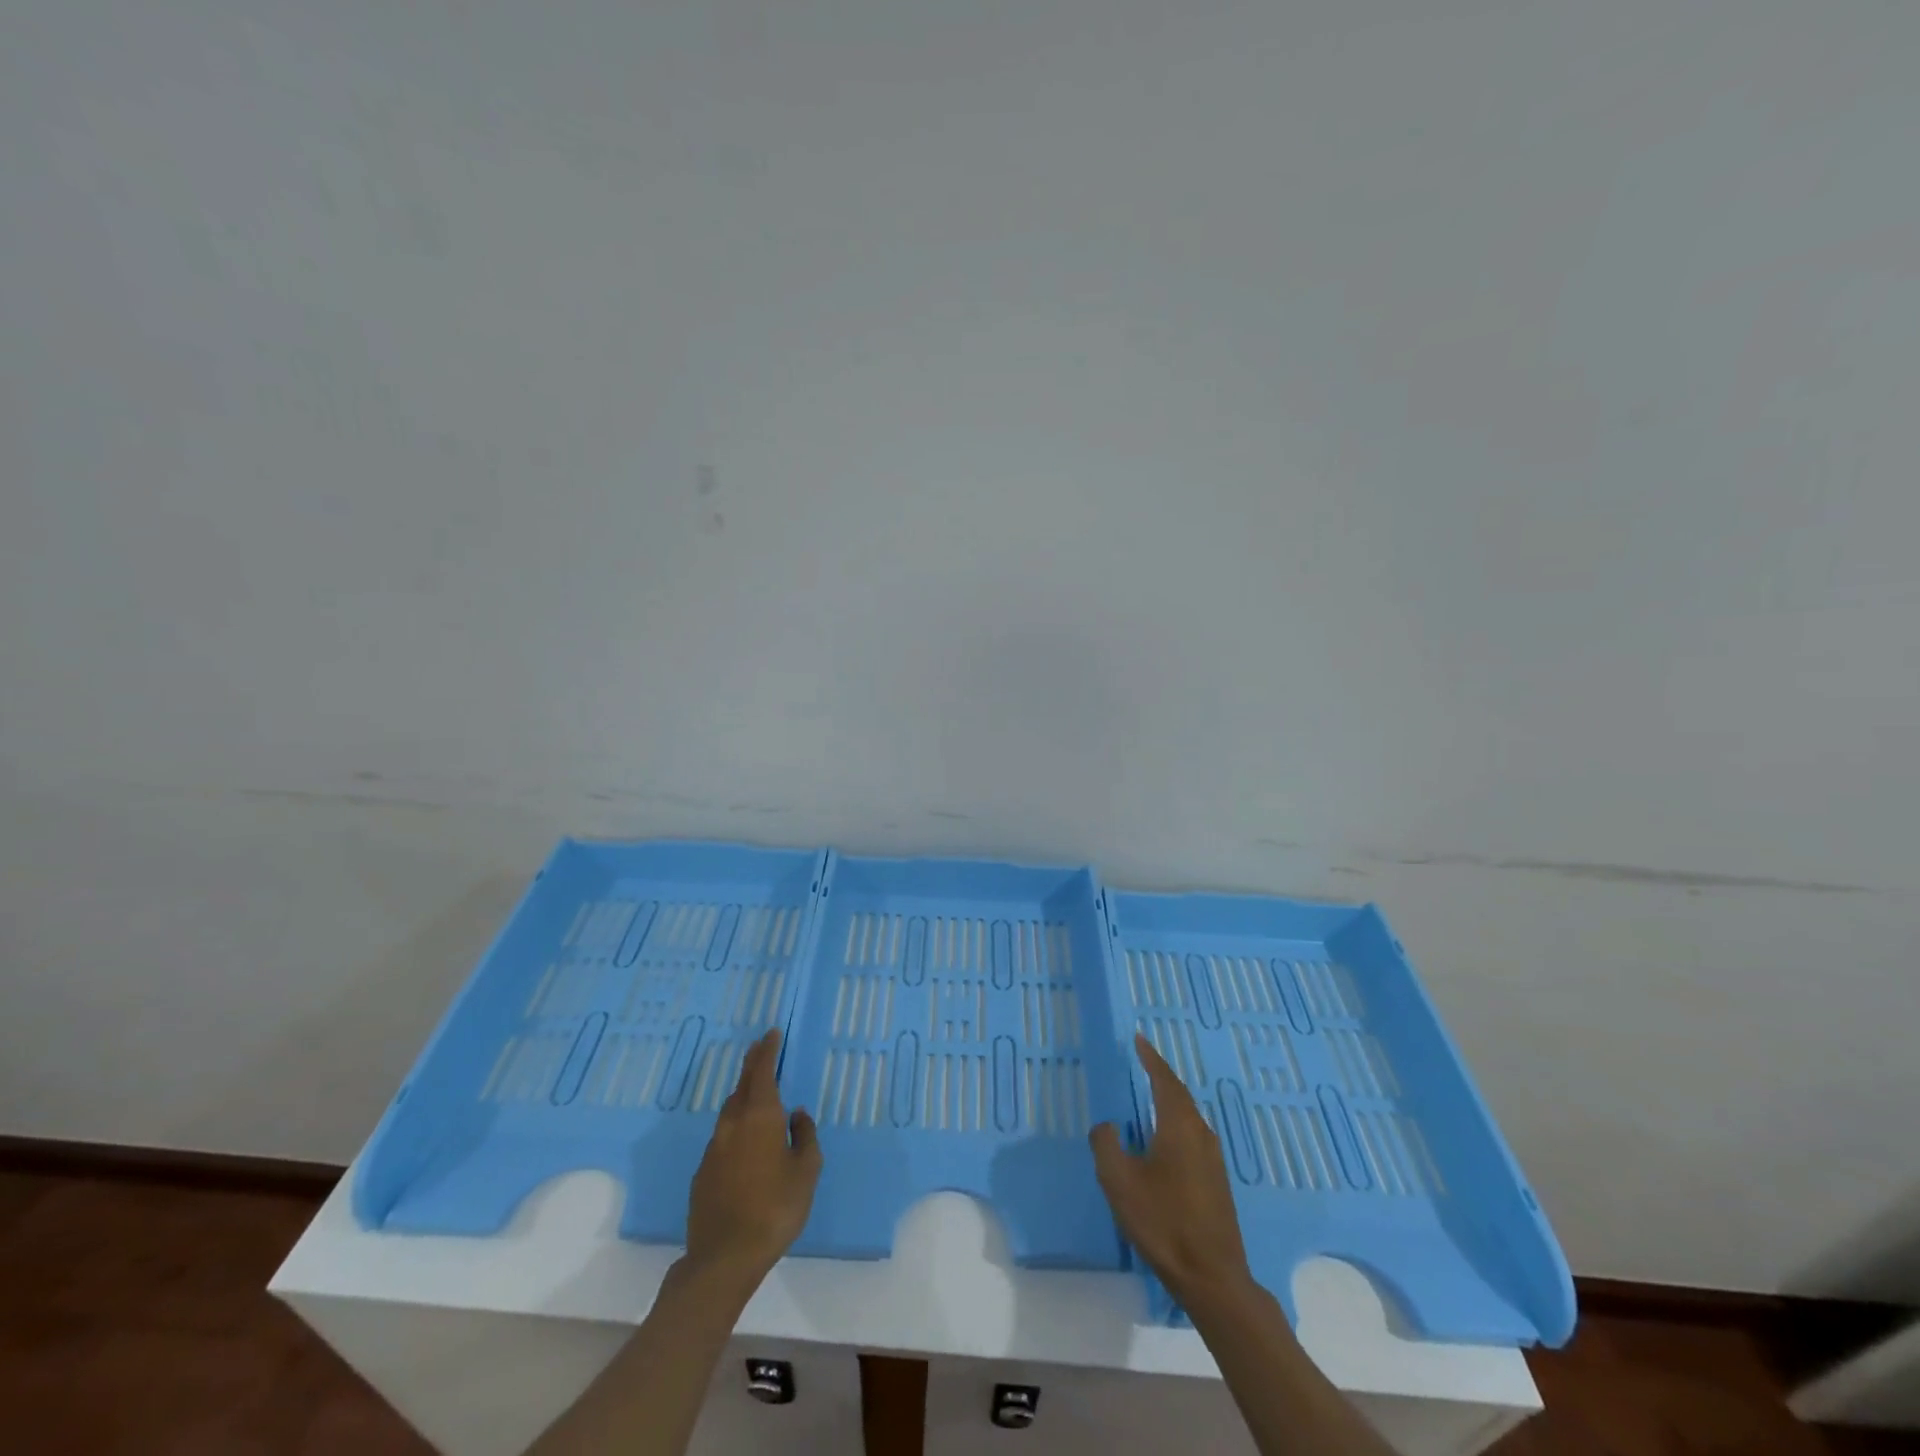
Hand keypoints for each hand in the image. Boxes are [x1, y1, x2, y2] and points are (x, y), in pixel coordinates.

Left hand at [684, 1029, 821, 1287]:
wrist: (724, 1257)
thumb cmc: (775, 1208)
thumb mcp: (806, 1171)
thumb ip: (805, 1136)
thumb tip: (797, 1115)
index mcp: (760, 1116)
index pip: (762, 1071)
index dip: (767, 1050)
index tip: (771, 1033)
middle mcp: (733, 1124)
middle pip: (742, 1085)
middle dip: (752, 1065)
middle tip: (761, 1050)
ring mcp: (714, 1148)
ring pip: (730, 1110)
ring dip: (743, 1095)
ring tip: (756, 1093)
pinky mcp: (703, 1173)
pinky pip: (723, 1137)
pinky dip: (736, 1126)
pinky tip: (745, 1142)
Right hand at [1090, 1033, 1253, 1306]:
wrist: (1212, 1277)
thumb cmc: (1163, 1222)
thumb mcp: (1120, 1182)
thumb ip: (1106, 1145)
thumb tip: (1107, 1126)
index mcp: (1179, 1126)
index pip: (1164, 1080)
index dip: (1151, 1058)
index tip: (1139, 1039)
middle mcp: (1200, 1133)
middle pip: (1179, 1094)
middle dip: (1161, 1075)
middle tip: (1143, 1060)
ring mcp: (1212, 1158)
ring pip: (1188, 1115)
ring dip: (1169, 1098)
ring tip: (1151, 1091)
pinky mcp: (1216, 1179)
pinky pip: (1192, 1133)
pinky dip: (1175, 1120)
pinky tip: (1165, 1135)